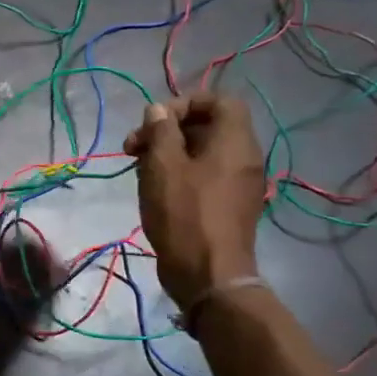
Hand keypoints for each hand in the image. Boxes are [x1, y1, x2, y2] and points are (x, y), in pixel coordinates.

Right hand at [123, 94, 265, 309]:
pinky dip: (178, 174)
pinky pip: (204, 176)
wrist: (208, 274)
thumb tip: (158, 110)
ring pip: (202, 153)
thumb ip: (160, 131)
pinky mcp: (227, 205)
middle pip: (207, 126)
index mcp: (235, 141)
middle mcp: (244, 158)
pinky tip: (154, 190)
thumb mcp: (163, 166)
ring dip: (168, 153)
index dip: (185, 103)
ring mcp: (238, 184)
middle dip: (167, 130)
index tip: (154, 121)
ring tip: (138, 170)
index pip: (219, 100)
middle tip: (133, 147)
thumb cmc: (184, 214)